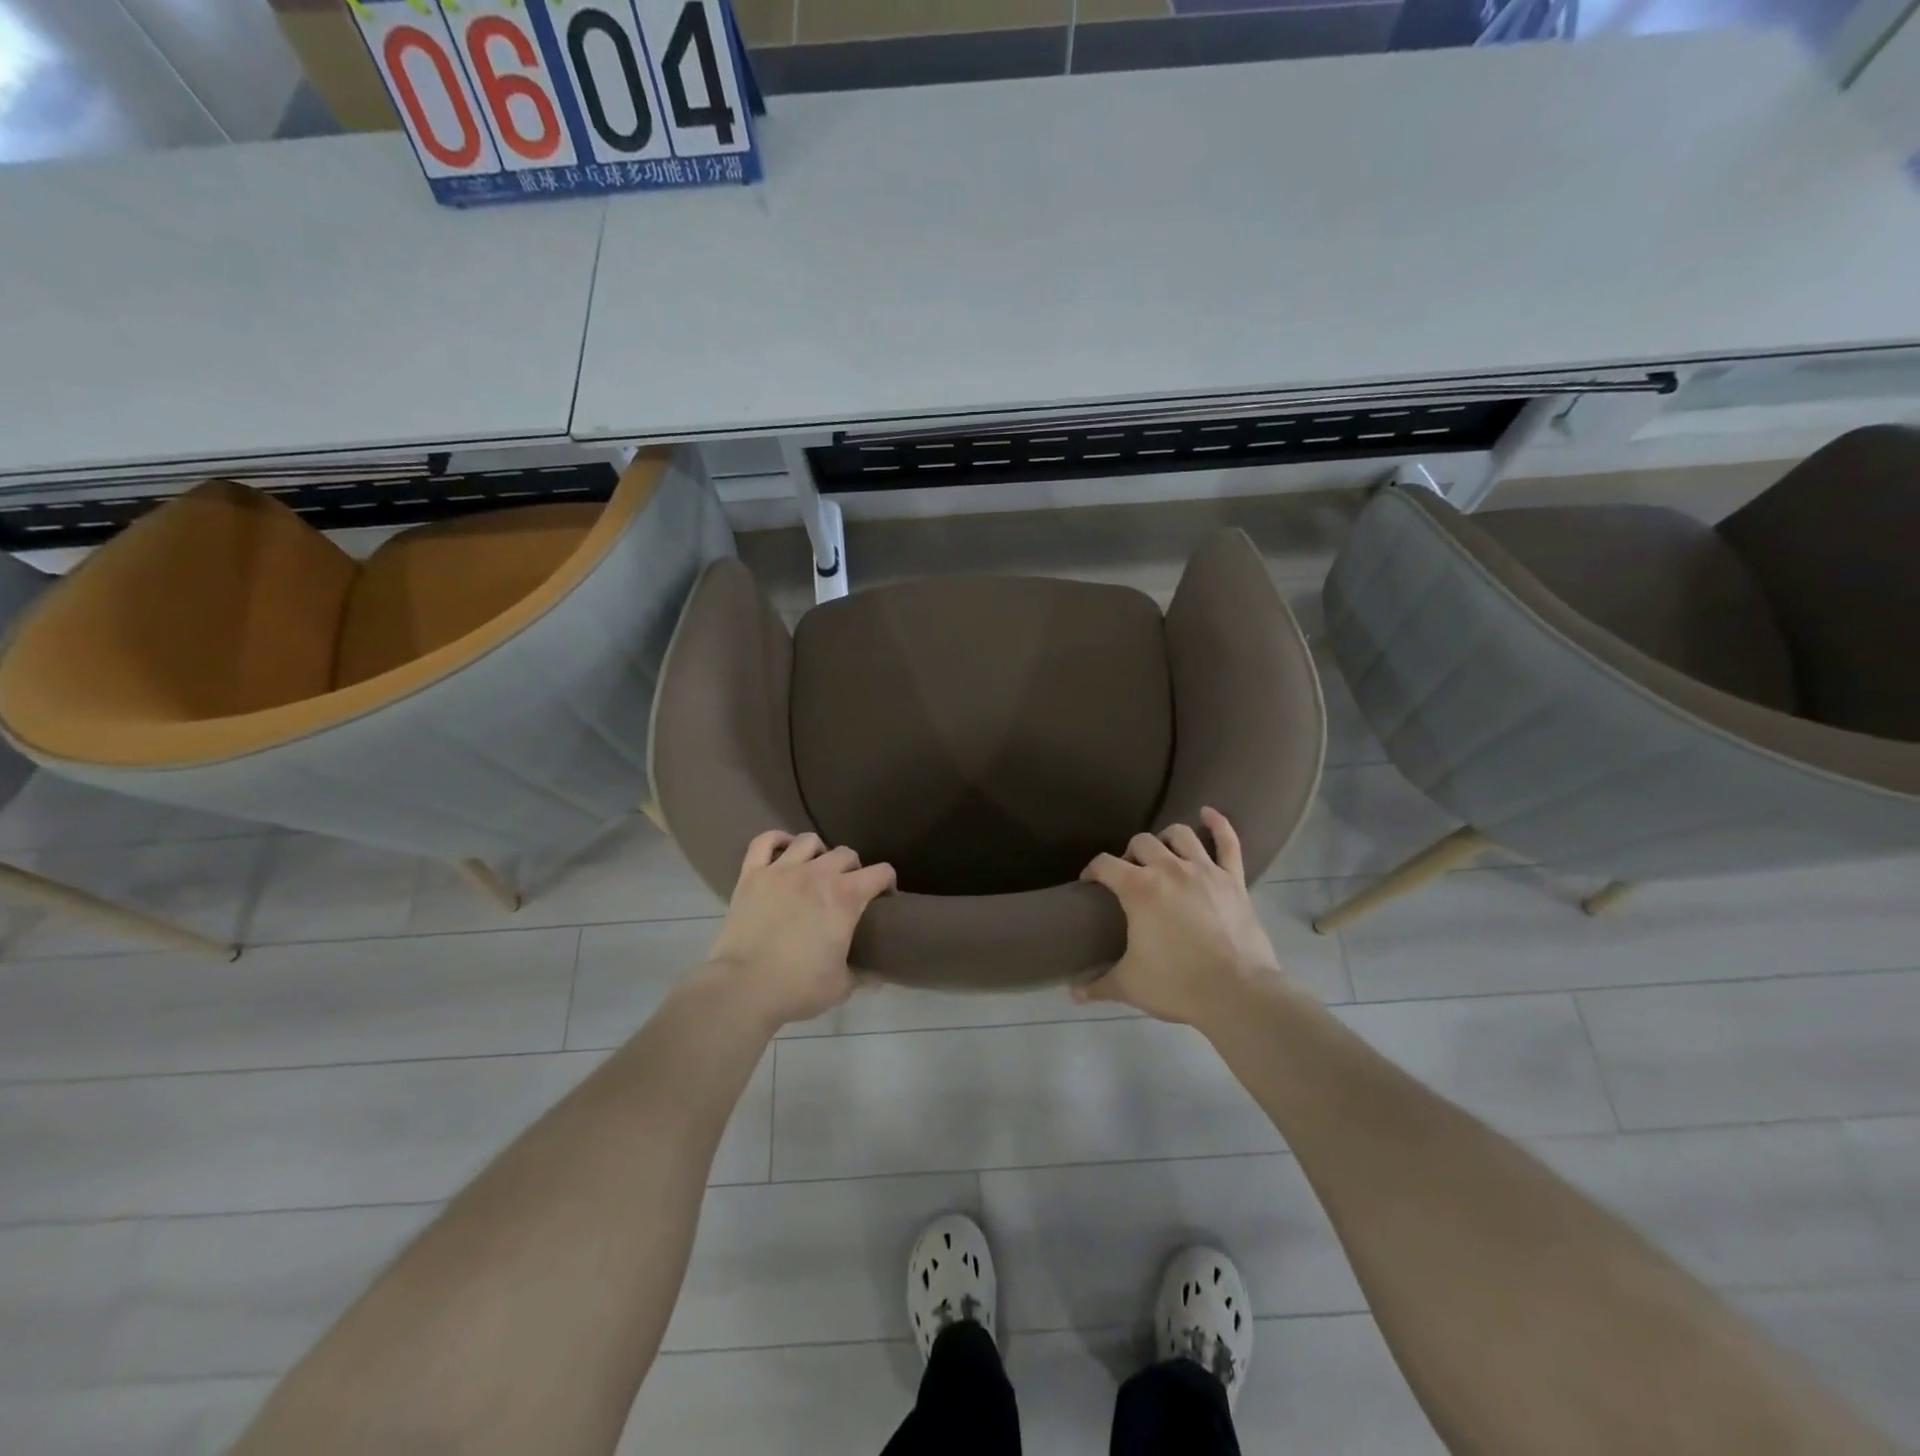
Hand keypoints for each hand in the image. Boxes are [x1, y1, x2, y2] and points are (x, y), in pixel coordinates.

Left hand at [702, 830, 895, 1028]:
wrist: (743, 988)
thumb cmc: (797, 987)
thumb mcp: (841, 986)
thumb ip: (863, 976)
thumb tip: (878, 976)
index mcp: (845, 897)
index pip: (881, 872)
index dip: (887, 883)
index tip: (884, 899)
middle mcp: (817, 874)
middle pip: (846, 854)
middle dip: (853, 869)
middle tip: (847, 890)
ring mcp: (781, 870)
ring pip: (808, 841)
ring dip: (819, 853)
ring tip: (816, 869)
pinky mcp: (752, 875)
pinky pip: (764, 842)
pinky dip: (775, 840)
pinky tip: (782, 850)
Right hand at [1076, 807, 1288, 1030]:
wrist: (1238, 993)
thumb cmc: (1177, 984)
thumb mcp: (1130, 985)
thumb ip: (1098, 985)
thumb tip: (1072, 993)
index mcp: (1138, 888)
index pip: (1104, 864)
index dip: (1092, 870)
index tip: (1090, 883)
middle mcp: (1169, 869)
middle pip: (1141, 842)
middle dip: (1130, 854)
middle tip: (1130, 875)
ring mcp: (1205, 871)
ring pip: (1180, 834)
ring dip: (1166, 839)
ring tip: (1162, 853)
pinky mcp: (1234, 880)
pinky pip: (1228, 842)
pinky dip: (1218, 824)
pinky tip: (1208, 813)